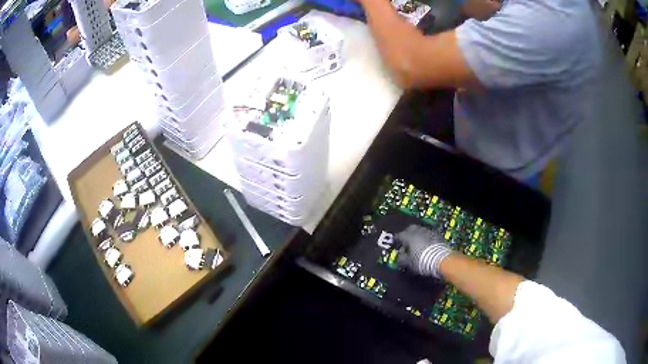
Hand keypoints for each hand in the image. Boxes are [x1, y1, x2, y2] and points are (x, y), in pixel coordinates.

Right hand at [396, 225, 452, 277]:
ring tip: (416, 244)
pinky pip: (429, 234)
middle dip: (407, 233)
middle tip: (406, 242)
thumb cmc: (423, 261)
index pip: (399, 235)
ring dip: (417, 235)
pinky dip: (426, 238)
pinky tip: (426, 245)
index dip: (396, 239)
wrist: (442, 260)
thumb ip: (402, 258)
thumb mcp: (409, 263)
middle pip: (410, 228)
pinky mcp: (438, 235)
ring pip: (420, 230)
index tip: (395, 243)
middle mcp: (419, 231)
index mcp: (409, 236)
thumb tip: (400, 256)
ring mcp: (429, 232)